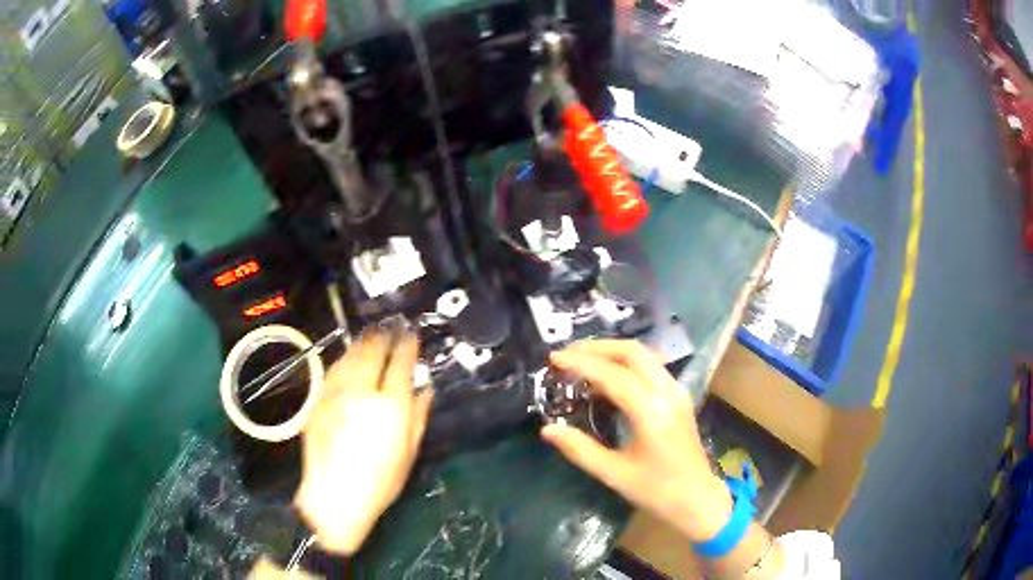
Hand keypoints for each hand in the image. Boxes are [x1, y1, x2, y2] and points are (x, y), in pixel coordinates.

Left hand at [293, 329, 433, 554]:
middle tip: (390, 328)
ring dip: (363, 342)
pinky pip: (333, 369)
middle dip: (384, 336)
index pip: (401, 363)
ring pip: (351, 356)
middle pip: (373, 352)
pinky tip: (348, 356)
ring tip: (371, 334)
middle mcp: (362, 391)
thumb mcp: (409, 453)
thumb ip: (419, 416)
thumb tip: (425, 388)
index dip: (408, 345)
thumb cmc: (380, 482)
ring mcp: (336, 393)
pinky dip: (344, 358)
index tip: (411, 335)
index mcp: (390, 406)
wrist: (333, 496)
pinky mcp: (318, 399)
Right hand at [542, 340, 732, 543]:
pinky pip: (652, 367)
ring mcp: (677, 392)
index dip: (581, 363)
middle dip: (597, 347)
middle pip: (633, 352)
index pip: (613, 375)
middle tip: (567, 354)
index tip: (554, 358)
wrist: (698, 499)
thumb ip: (580, 449)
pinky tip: (608, 378)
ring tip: (582, 360)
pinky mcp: (679, 397)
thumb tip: (548, 429)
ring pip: (644, 355)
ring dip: (612, 352)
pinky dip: (626, 363)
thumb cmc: (657, 491)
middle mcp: (668, 392)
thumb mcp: (614, 474)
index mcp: (651, 412)